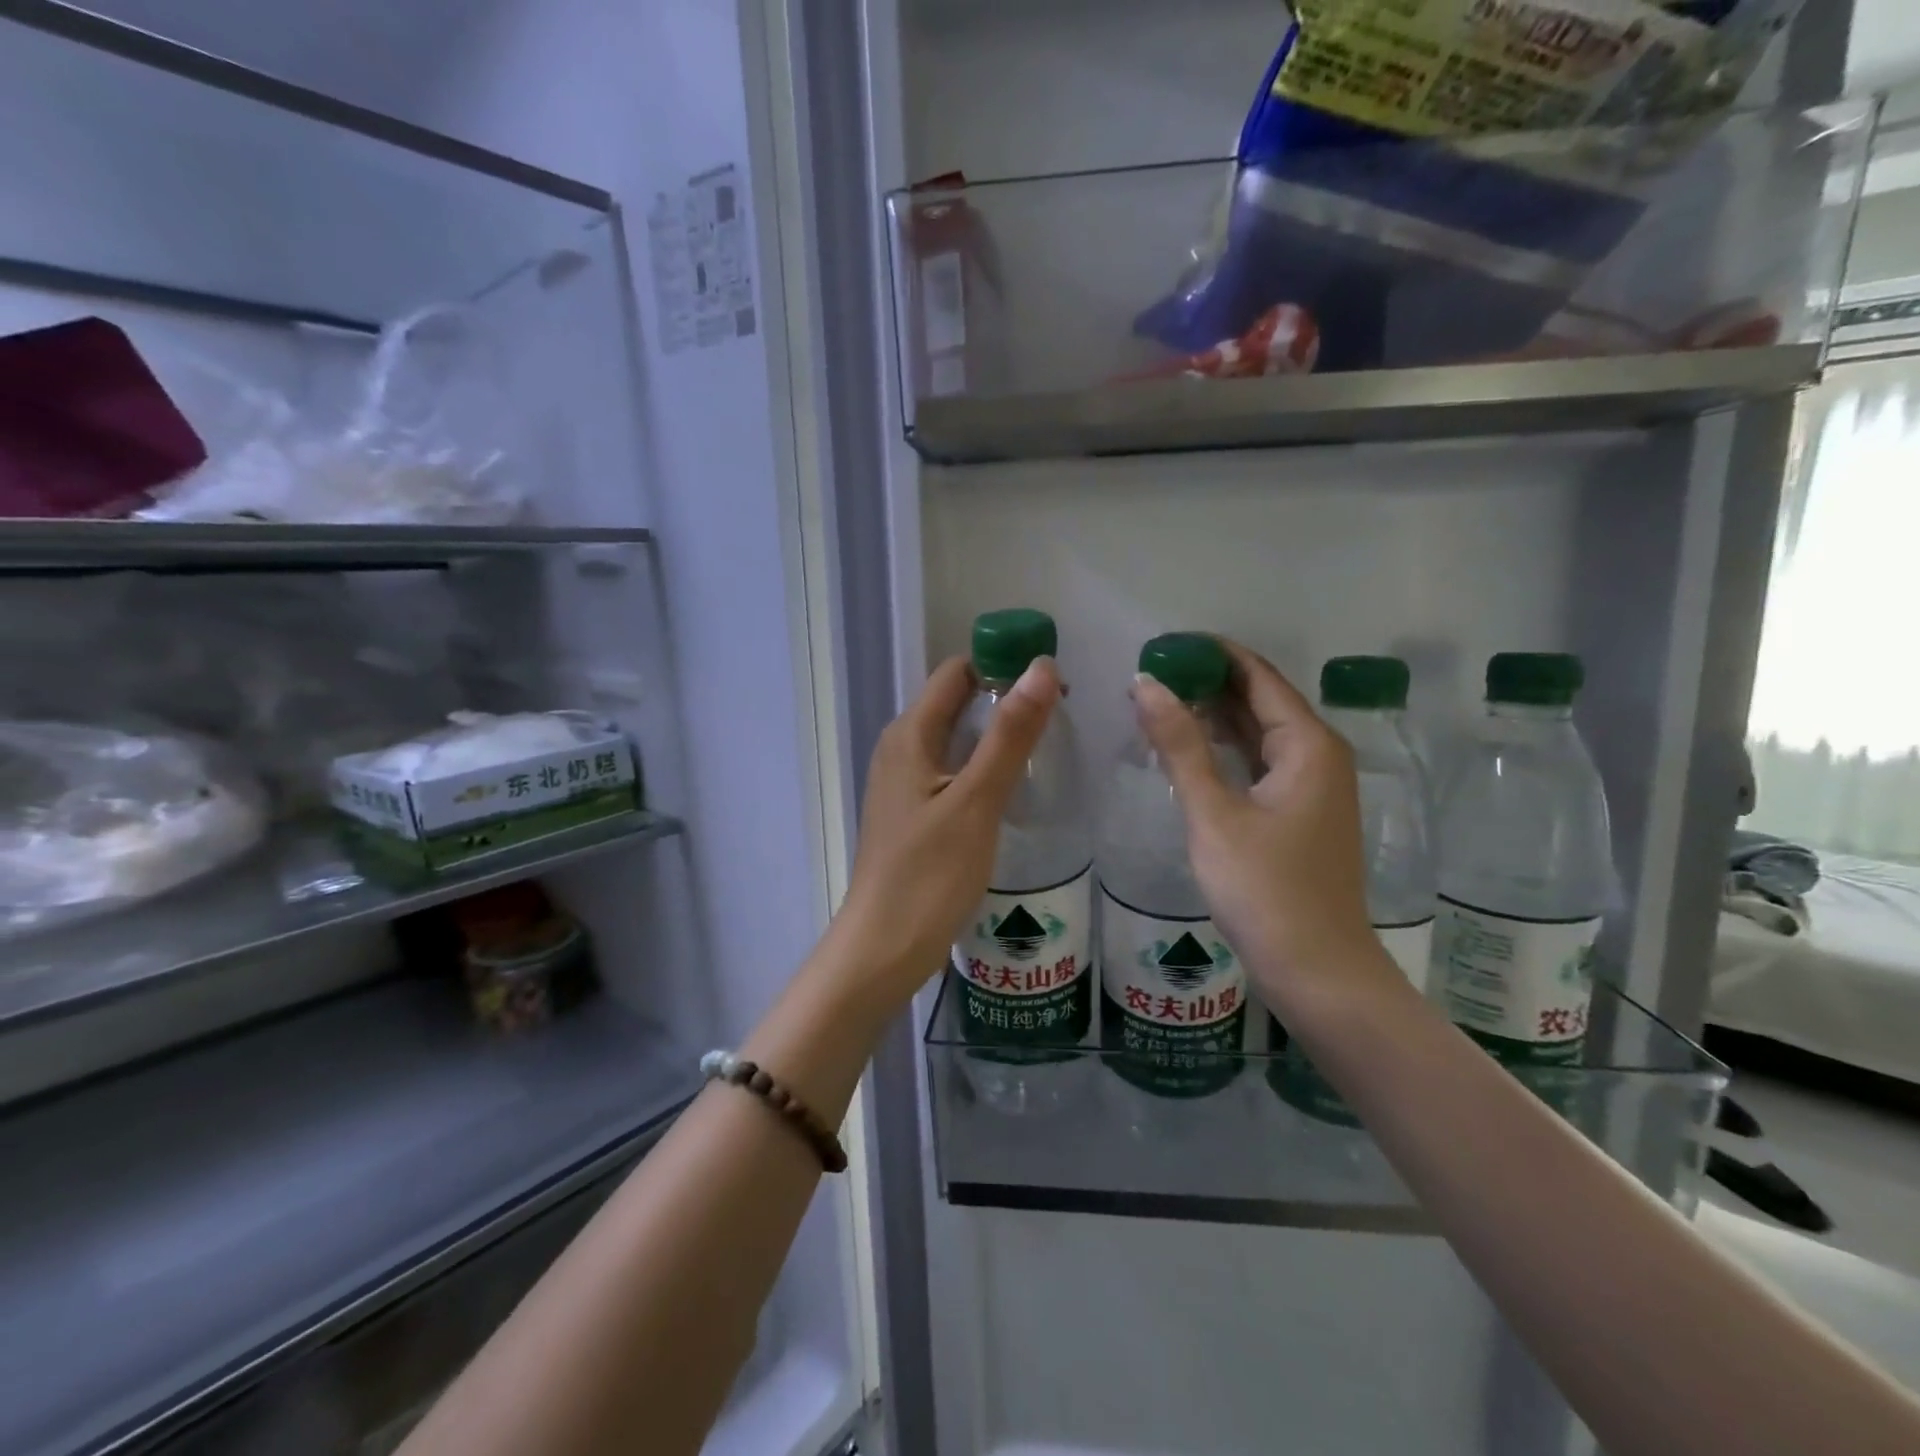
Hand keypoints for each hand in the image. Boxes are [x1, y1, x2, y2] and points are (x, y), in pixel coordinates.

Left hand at [825, 654, 1060, 1018]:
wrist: (883, 949)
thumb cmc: (928, 875)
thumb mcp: (976, 801)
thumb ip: (1009, 735)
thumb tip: (1041, 667)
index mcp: (909, 734)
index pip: (957, 672)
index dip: (1002, 668)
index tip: (1054, 686)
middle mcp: (901, 749)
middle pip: (956, 703)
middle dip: (1005, 702)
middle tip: (1061, 721)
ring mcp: (904, 783)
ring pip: (956, 740)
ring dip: (997, 737)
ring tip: (1047, 752)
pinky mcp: (913, 814)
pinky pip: (952, 772)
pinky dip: (983, 769)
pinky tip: (1014, 791)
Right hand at [1130, 639, 1400, 1016]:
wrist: (1316, 969)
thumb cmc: (1264, 888)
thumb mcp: (1213, 812)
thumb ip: (1180, 744)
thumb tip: (1145, 683)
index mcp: (1308, 744)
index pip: (1257, 675)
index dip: (1213, 653)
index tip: (1164, 643)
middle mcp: (1318, 754)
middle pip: (1261, 699)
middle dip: (1208, 681)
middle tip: (1151, 672)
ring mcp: (1311, 786)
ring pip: (1259, 732)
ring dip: (1214, 714)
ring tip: (1159, 700)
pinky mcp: (1299, 812)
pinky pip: (1259, 761)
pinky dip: (1225, 748)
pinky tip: (1189, 747)